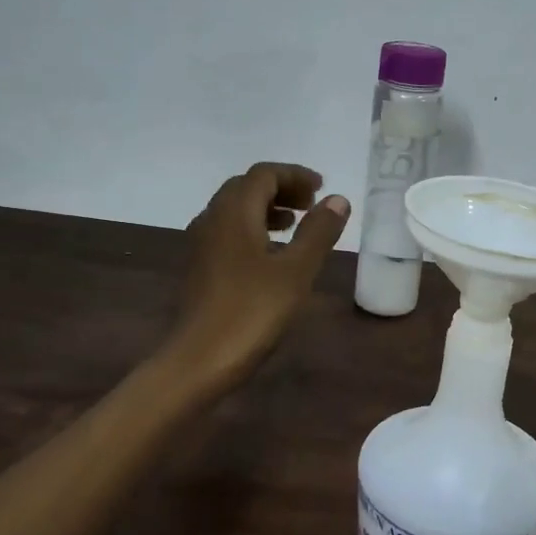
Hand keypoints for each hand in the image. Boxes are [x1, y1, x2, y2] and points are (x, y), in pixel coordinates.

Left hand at [165, 162, 348, 392]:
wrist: (199, 360)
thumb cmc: (252, 311)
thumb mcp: (296, 271)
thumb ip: (318, 231)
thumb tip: (337, 199)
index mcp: (234, 212)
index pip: (264, 174)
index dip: (295, 175)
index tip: (322, 189)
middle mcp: (212, 219)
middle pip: (246, 187)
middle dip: (281, 189)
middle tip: (311, 205)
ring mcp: (201, 244)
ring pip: (235, 210)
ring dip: (266, 208)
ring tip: (295, 226)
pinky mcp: (200, 268)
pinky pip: (228, 232)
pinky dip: (253, 229)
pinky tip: (271, 256)